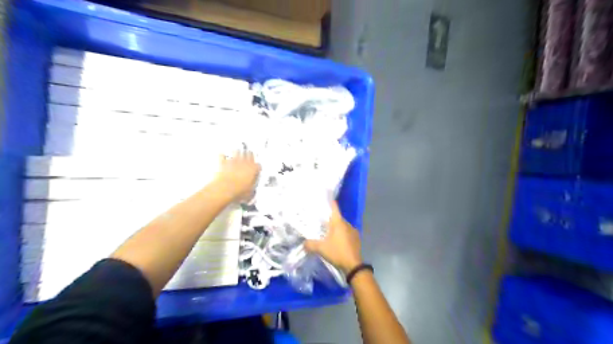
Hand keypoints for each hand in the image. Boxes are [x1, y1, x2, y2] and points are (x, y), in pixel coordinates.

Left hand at [215, 149, 260, 201]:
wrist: (224, 189)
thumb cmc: (238, 190)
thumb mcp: (249, 193)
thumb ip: (251, 190)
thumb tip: (251, 193)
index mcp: (253, 170)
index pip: (258, 165)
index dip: (257, 167)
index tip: (257, 168)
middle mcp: (244, 163)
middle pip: (249, 154)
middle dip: (249, 155)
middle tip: (249, 155)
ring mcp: (233, 161)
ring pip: (237, 151)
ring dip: (238, 152)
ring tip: (238, 152)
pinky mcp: (223, 163)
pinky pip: (223, 156)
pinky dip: (223, 155)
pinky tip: (222, 155)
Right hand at [304, 200, 359, 271]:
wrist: (353, 265)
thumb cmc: (337, 252)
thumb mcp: (321, 248)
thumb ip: (310, 244)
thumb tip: (304, 243)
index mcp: (338, 222)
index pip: (334, 207)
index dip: (329, 202)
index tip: (324, 200)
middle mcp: (347, 224)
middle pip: (337, 217)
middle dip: (329, 219)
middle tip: (320, 221)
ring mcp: (353, 231)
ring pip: (342, 226)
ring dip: (336, 228)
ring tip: (327, 233)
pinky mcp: (356, 239)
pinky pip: (347, 232)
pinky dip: (341, 234)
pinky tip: (336, 241)